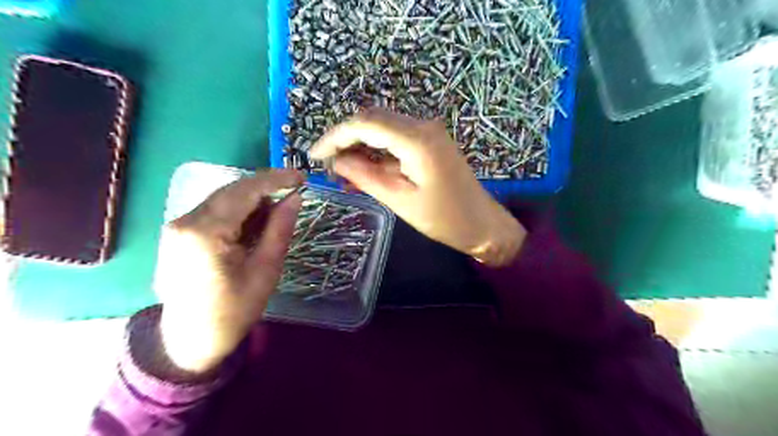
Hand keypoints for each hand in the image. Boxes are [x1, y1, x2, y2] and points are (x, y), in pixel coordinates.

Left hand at [155, 170, 303, 374]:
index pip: (245, 191)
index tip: (302, 177)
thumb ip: (279, 229)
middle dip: (266, 188)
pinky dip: (239, 211)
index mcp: (206, 232)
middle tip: (294, 193)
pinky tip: (255, 223)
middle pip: (232, 190)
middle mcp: (185, 221)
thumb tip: (295, 198)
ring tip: (278, 213)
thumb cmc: (232, 311)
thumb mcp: (265, 270)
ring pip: (223, 198)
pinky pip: (214, 211)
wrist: (188, 342)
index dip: (276, 179)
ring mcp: (178, 226)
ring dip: (253, 200)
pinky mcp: (179, 233)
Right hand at [312, 108, 525, 266]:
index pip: (365, 124)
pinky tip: (364, 169)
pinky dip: (377, 151)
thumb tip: (336, 161)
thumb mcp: (400, 201)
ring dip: (360, 144)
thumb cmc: (445, 219)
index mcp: (417, 140)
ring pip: (383, 127)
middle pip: (372, 119)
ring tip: (342, 171)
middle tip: (328, 165)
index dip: (335, 136)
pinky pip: (396, 138)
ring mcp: (429, 131)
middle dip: (345, 139)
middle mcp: (423, 126)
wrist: (483, 224)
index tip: (315, 155)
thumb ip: (366, 177)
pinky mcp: (430, 141)